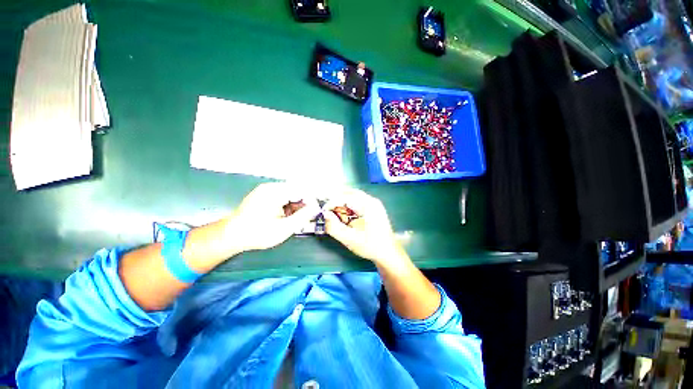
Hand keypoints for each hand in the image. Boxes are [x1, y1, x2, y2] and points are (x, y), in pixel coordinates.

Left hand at [224, 183, 319, 253]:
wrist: (231, 236)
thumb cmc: (257, 233)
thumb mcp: (284, 228)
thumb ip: (303, 216)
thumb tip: (316, 208)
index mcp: (276, 192)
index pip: (302, 190)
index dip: (311, 201)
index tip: (315, 212)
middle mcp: (271, 187)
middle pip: (296, 191)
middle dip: (303, 204)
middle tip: (306, 217)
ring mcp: (266, 190)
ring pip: (289, 194)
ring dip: (295, 205)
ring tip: (294, 219)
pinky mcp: (263, 195)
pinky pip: (281, 196)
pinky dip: (287, 205)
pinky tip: (285, 216)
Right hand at [323, 188, 405, 265]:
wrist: (388, 253)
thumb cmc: (371, 246)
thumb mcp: (350, 239)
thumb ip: (335, 228)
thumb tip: (325, 215)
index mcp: (368, 206)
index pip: (346, 197)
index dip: (332, 202)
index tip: (323, 211)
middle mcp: (372, 200)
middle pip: (349, 193)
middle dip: (336, 198)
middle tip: (325, 206)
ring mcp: (374, 204)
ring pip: (353, 196)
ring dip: (341, 201)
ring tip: (332, 209)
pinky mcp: (373, 208)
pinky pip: (357, 202)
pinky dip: (348, 205)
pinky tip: (343, 213)